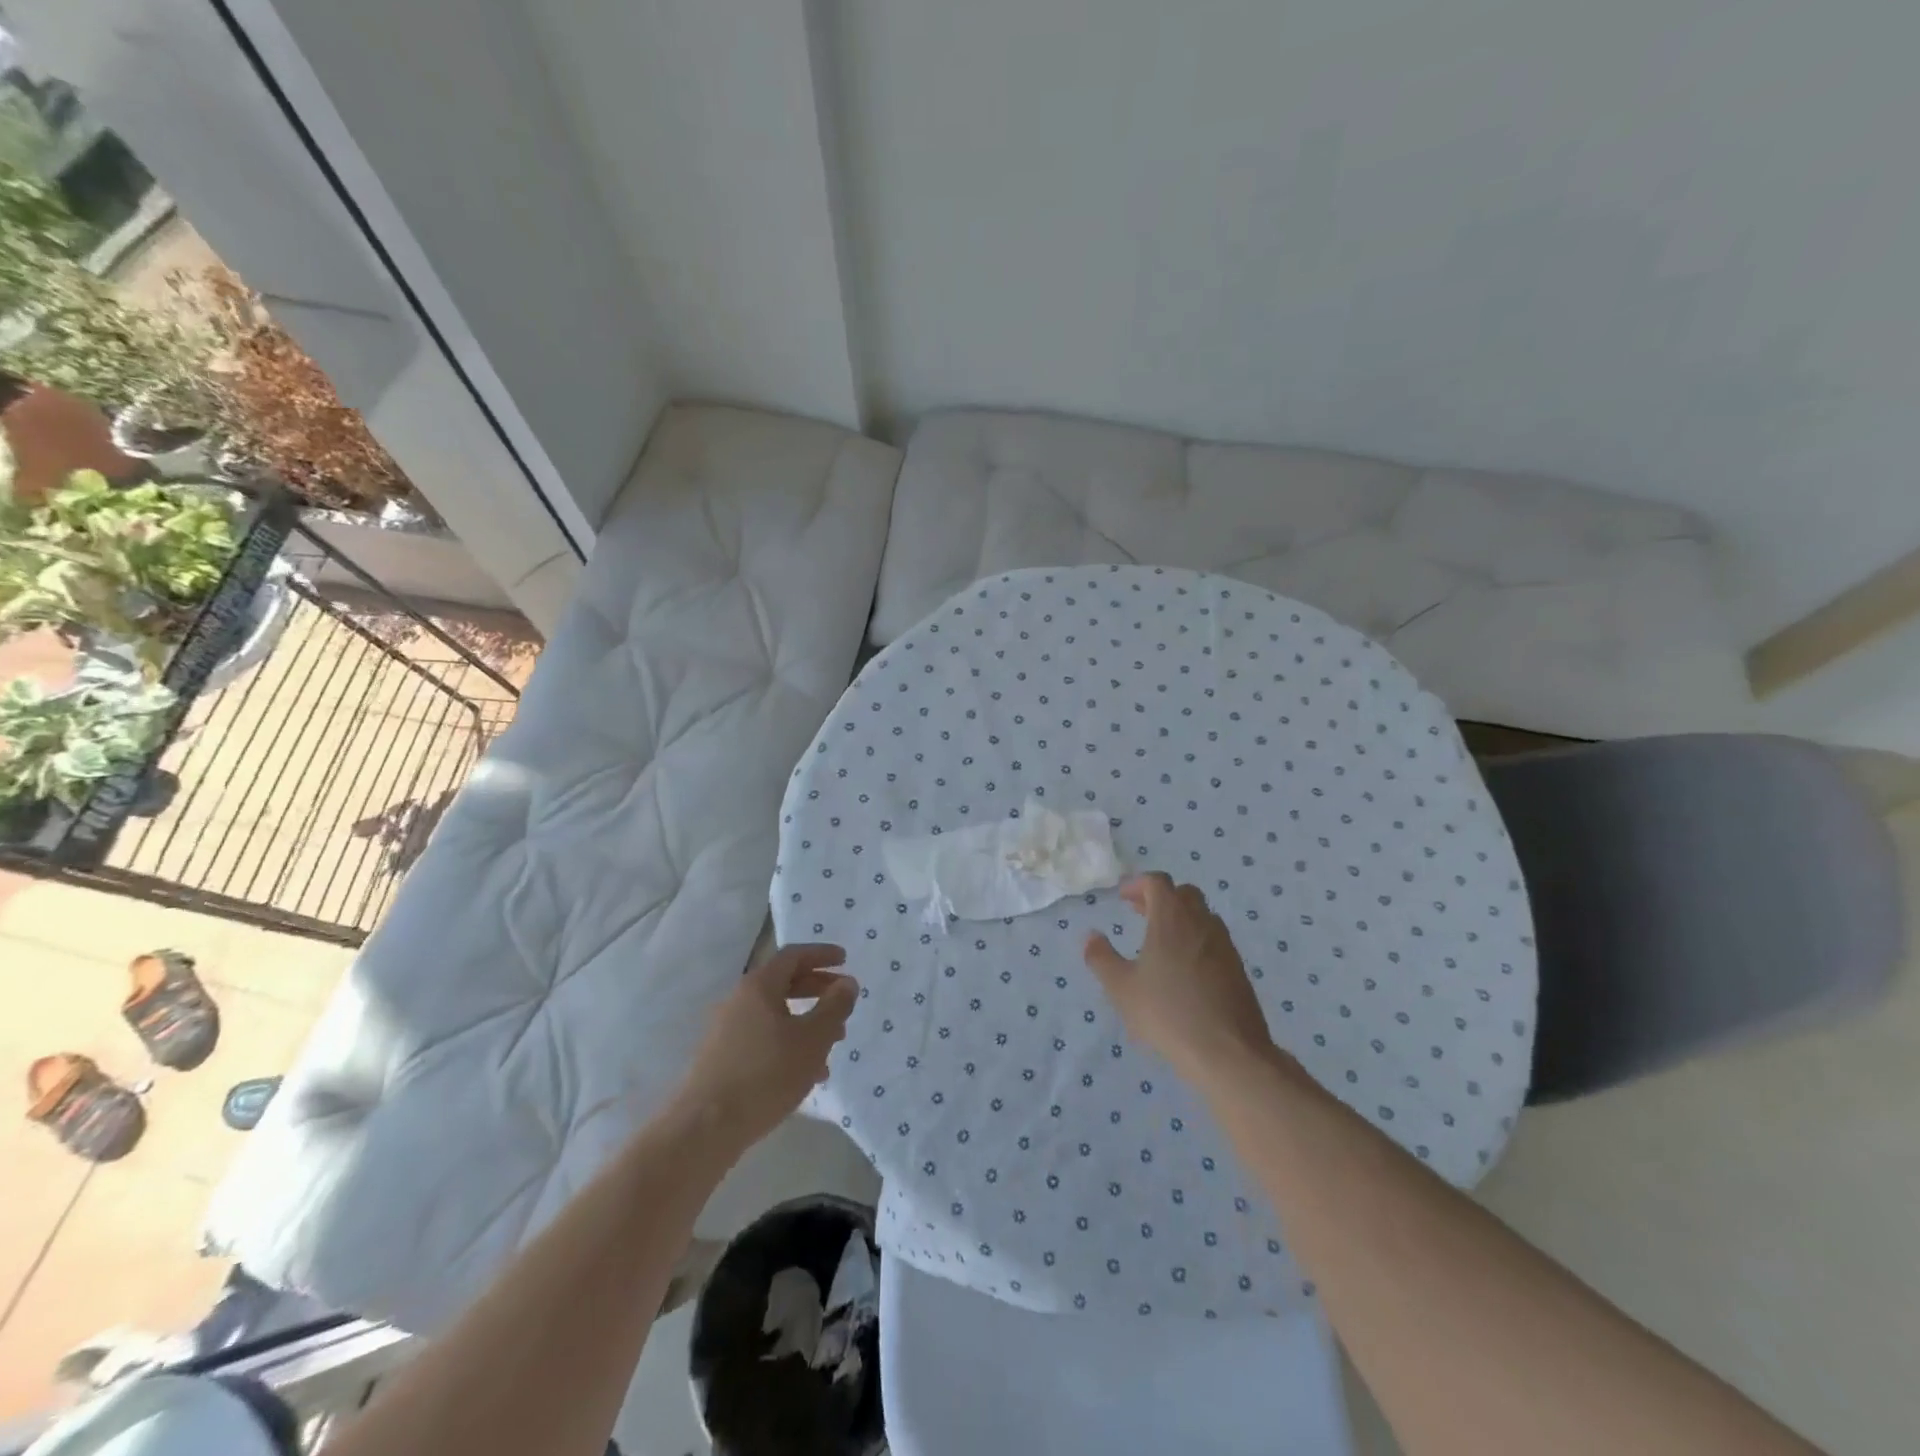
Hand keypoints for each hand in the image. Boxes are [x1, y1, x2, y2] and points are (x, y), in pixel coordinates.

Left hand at [678, 944, 857, 1150]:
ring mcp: (726, 1030)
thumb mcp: (813, 1039)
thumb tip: (847, 983)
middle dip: (817, 989)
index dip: (821, 955)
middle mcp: (739, 1000)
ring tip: (832, 1044)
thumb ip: (835, 1007)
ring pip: (774, 1014)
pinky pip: (762, 1038)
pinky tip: (806, 1073)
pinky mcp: (721, 1058)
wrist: (705, 1128)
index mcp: (759, 986)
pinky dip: (788, 1042)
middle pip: (783, 983)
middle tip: (843, 1001)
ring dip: (806, 1021)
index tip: (845, 960)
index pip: (793, 955)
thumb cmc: (766, 1075)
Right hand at [1083, 873, 1277, 1089]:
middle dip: (1160, 898)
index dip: (1138, 884)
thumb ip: (1102, 958)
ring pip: (1202, 916)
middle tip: (1140, 913)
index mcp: (1171, 919)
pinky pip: (1213, 940)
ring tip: (1160, 942)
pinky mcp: (1238, 969)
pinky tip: (1184, 969)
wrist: (1228, 1052)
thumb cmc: (1167, 1013)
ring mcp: (1224, 945)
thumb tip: (1090, 936)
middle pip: (1183, 894)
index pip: (1158, 882)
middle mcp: (1201, 923)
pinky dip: (1196, 940)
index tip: (1123, 897)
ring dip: (1180, 918)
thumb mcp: (1121, 988)